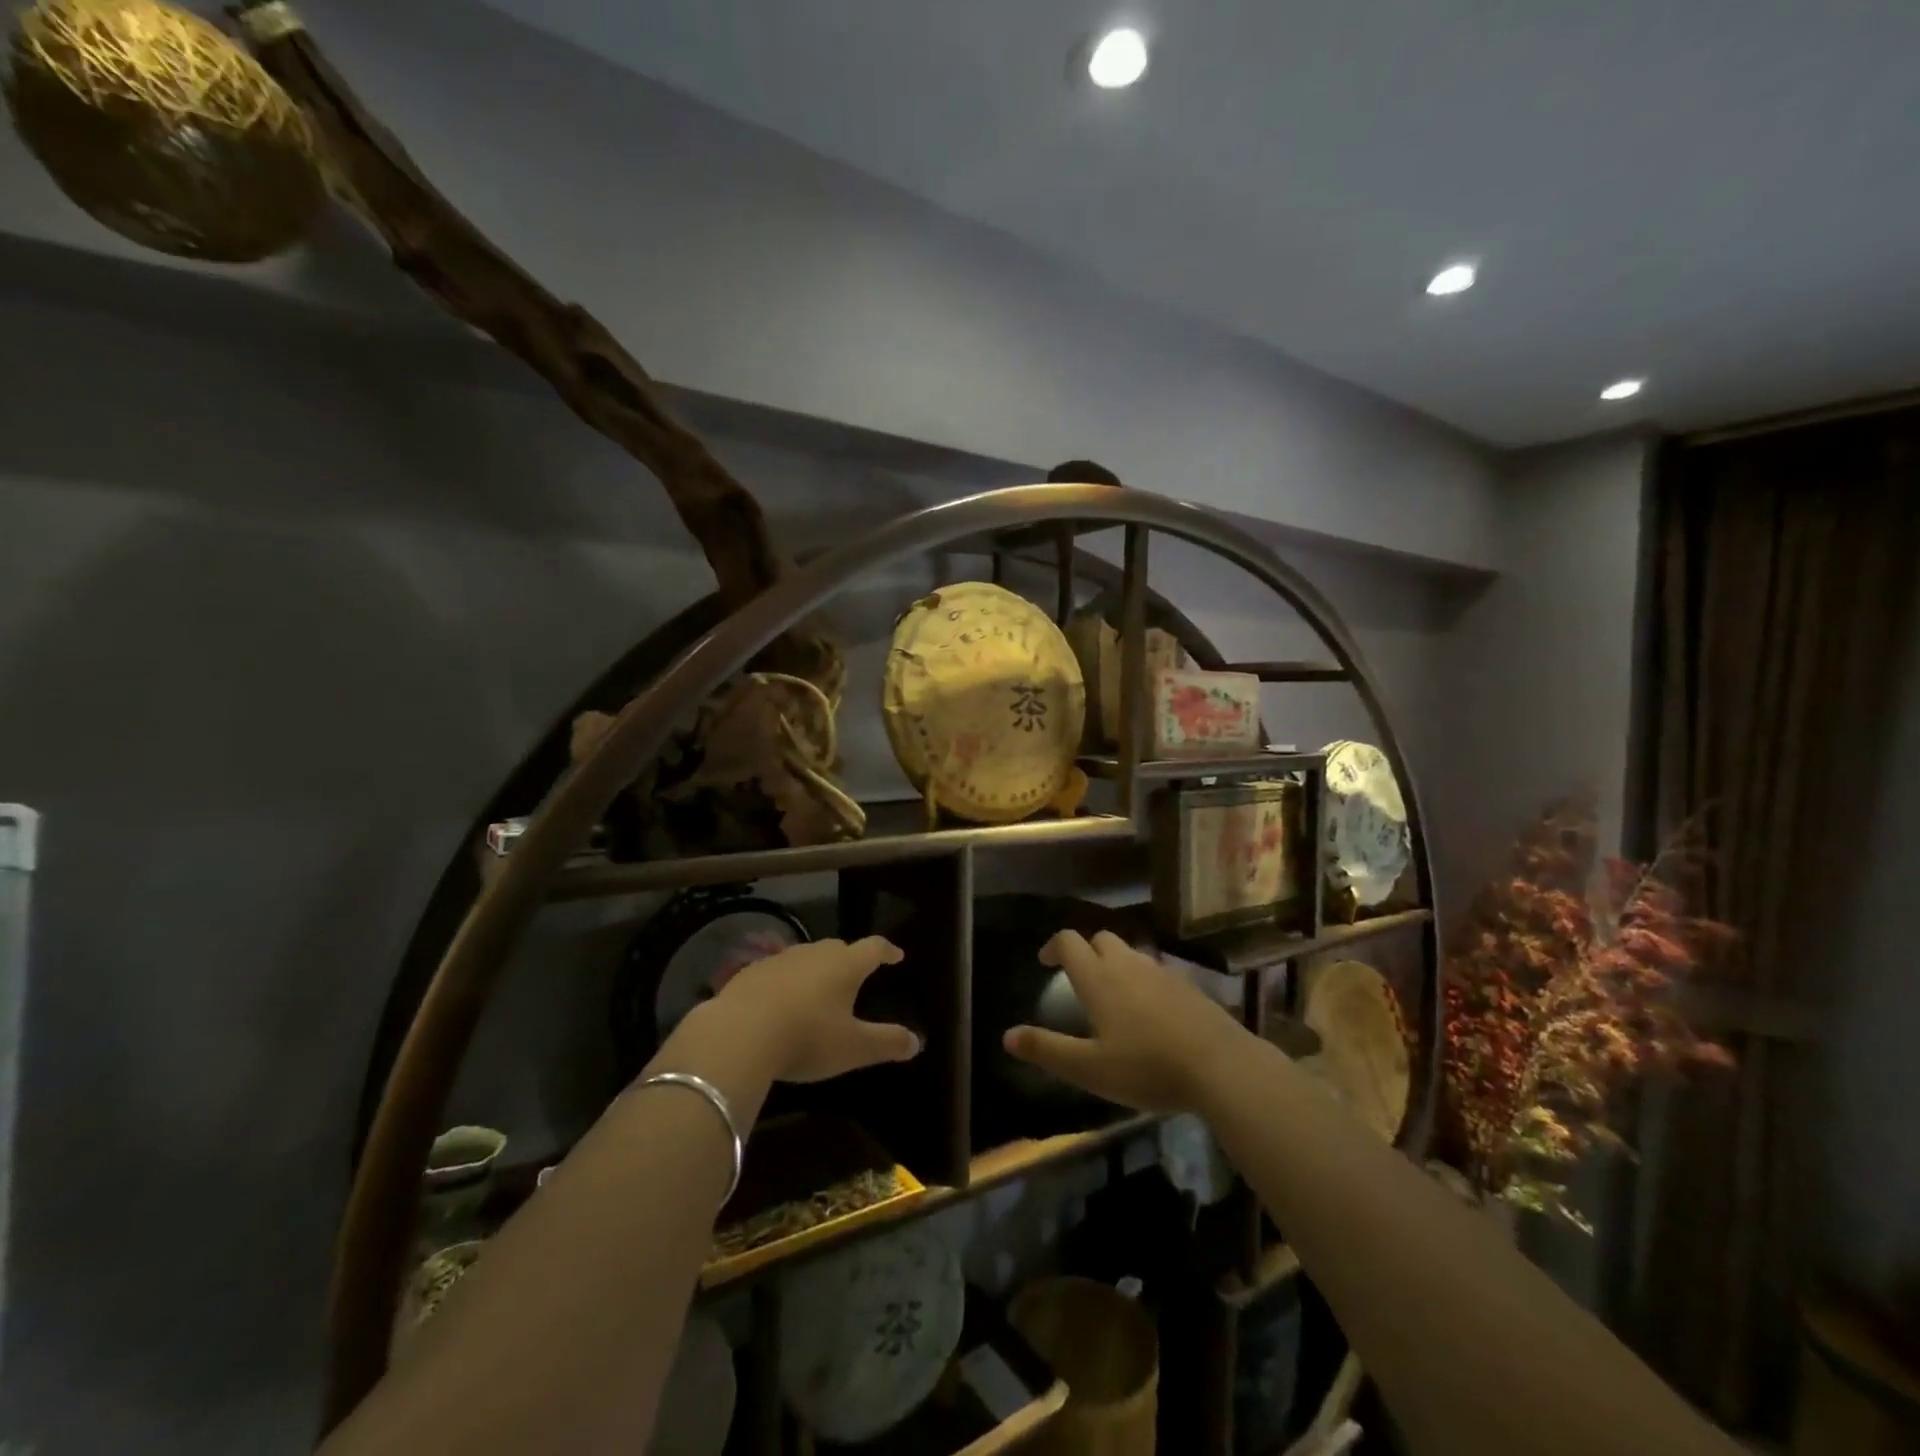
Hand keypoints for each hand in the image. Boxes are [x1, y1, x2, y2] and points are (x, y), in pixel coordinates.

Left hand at [707, 936, 921, 1083]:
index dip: (887, 951)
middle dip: (850, 959)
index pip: (874, 948)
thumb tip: (917, 1041)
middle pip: (838, 948)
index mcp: (845, 965)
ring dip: (815, 970)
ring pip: (806, 958)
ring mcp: (780, 959)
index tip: (896, 955)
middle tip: (856, 974)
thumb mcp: (854, 1047)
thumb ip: (887, 1042)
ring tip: (817, 989)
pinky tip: (779, 1003)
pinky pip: (777, 972)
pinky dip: (785, 982)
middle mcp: (815, 953)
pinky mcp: (750, 973)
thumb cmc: (807, 1037)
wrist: (738, 1034)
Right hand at [1003, 930, 1246, 1113]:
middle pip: (1101, 938)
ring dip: (1116, 963)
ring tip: (1113, 994)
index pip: (1069, 941)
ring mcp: (1161, 972)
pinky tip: (1149, 1011)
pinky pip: (1155, 971)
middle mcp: (1127, 965)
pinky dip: (1143, 979)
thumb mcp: (1089, 1068)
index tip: (1045, 962)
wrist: (1220, 1066)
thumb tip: (1007, 1036)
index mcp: (1098, 978)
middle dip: (1086, 950)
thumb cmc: (1146, 1067)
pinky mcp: (1187, 986)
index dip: (1053, 946)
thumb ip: (1047, 1050)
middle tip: (1079, 977)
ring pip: (1131, 953)